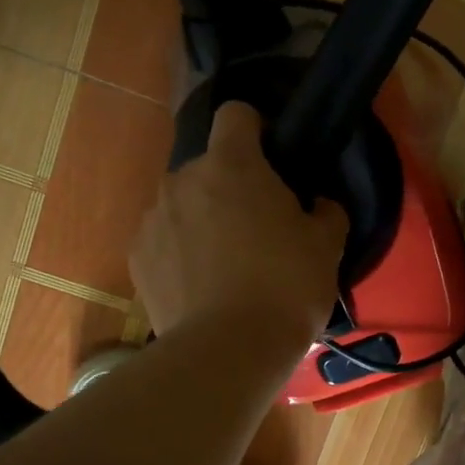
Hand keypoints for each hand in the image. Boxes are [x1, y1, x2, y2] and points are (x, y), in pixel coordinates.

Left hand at [130, 102, 347, 343]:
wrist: (229, 350)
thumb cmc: (286, 286)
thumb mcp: (327, 246)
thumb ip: (326, 212)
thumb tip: (318, 205)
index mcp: (232, 165)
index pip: (237, 114)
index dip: (257, 129)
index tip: (273, 160)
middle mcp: (183, 180)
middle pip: (210, 167)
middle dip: (231, 186)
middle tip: (260, 228)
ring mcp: (153, 219)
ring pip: (184, 205)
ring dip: (203, 220)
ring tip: (228, 266)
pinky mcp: (137, 258)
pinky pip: (165, 240)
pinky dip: (181, 253)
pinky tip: (202, 288)